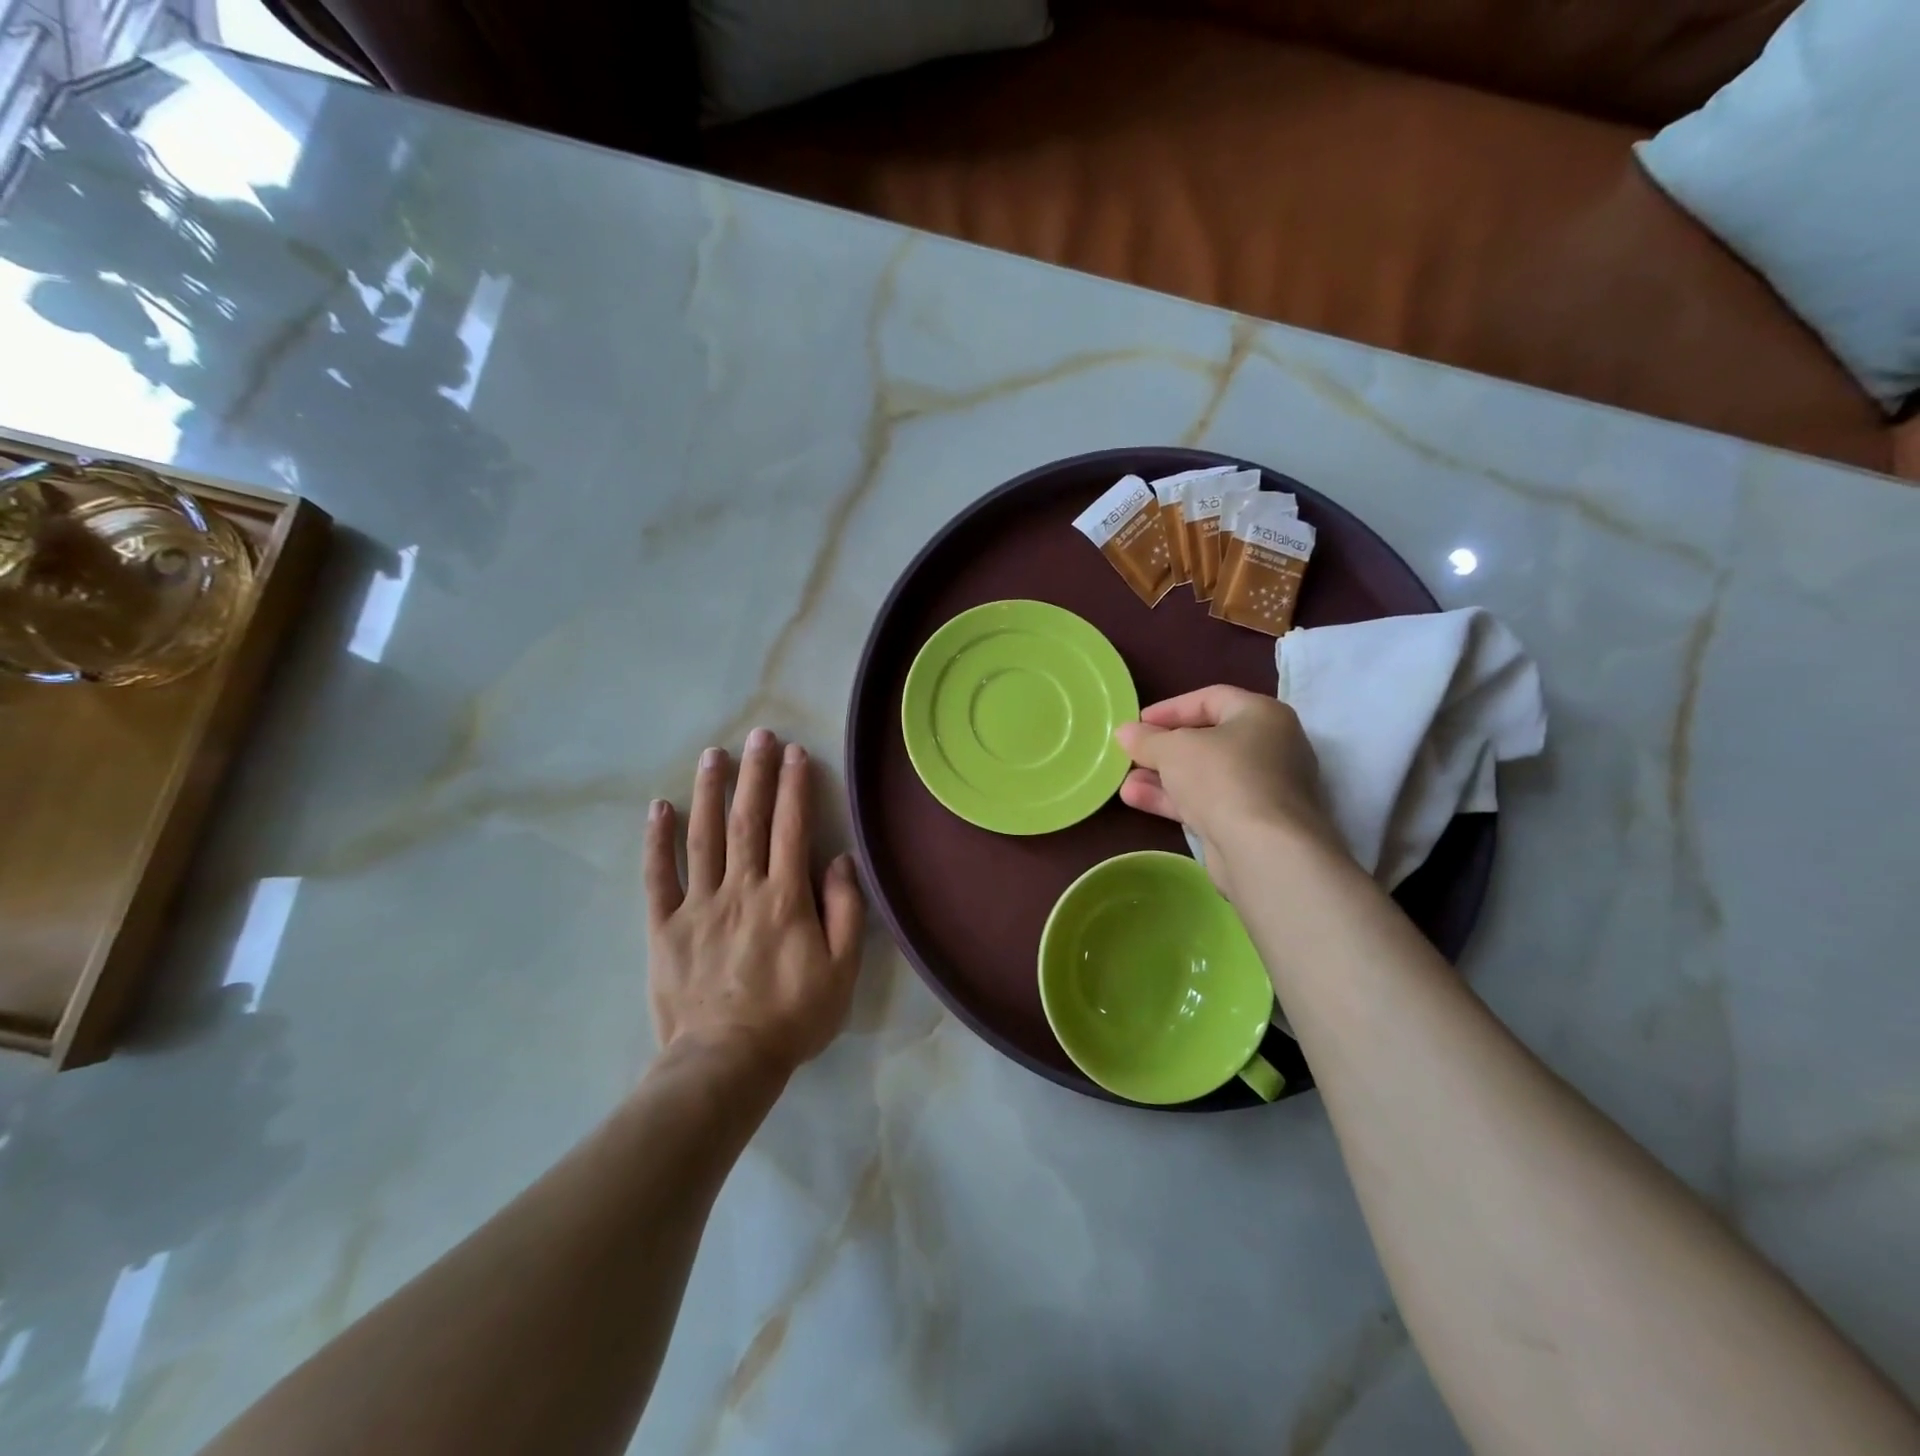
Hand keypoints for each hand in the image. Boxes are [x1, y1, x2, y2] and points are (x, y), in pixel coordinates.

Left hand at [643, 729, 864, 1077]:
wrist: (725, 1063)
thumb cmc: (792, 1017)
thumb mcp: (841, 971)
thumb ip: (845, 911)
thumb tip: (838, 860)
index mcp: (784, 898)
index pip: (791, 828)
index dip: (793, 786)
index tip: (794, 752)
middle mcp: (741, 889)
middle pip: (748, 820)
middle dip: (755, 774)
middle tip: (758, 734)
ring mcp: (698, 905)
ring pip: (703, 836)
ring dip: (709, 791)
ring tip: (713, 754)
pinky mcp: (665, 926)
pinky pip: (658, 876)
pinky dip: (658, 840)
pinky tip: (659, 807)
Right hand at [1115, 685, 1345, 897]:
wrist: (1264, 850)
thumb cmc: (1222, 778)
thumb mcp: (1174, 749)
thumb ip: (1147, 739)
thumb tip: (1126, 732)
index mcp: (1262, 715)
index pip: (1211, 699)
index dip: (1170, 708)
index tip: (1137, 722)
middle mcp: (1270, 747)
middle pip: (1208, 739)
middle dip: (1163, 749)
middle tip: (1131, 754)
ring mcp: (1263, 789)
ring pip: (1204, 775)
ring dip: (1162, 777)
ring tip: (1125, 782)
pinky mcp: (1251, 823)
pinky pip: (1208, 802)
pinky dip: (1175, 800)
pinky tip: (1136, 800)